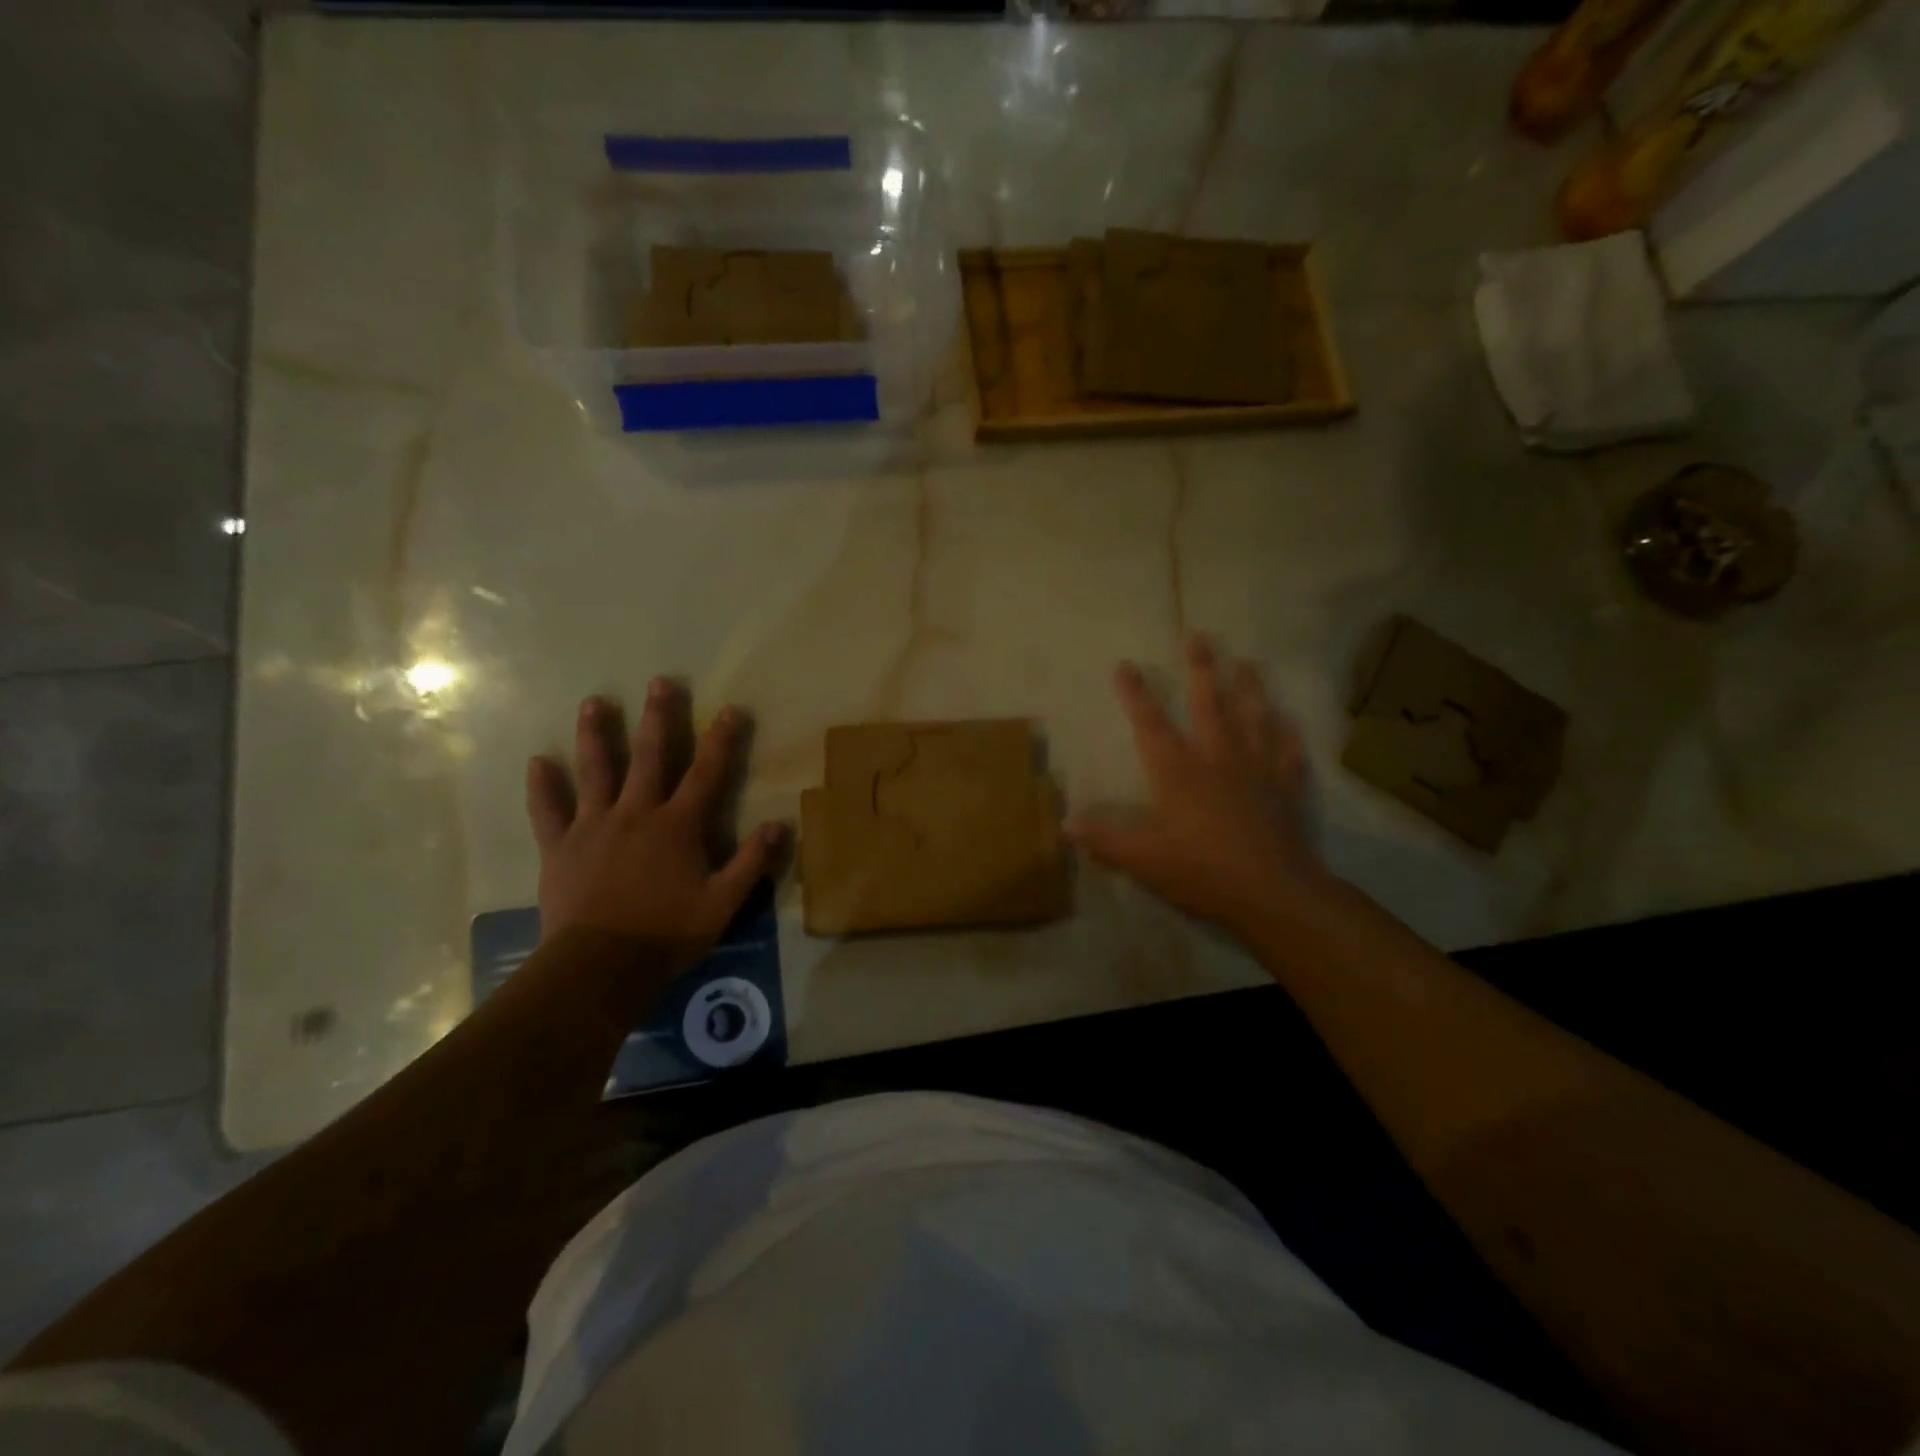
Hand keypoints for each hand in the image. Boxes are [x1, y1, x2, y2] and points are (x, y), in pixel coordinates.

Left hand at [525, 680, 781, 971]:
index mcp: (677, 826)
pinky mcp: (560, 847)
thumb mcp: (723, 903)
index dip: (721, 740)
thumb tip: (779, 825)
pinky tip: (537, 762)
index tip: (730, 709)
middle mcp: (636, 814)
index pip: (706, 773)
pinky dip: (542, 786)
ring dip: (597, 735)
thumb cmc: (666, 933)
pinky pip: (548, 810)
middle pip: (649, 757)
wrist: (599, 966)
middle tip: (659, 682)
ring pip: (595, 771)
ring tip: (595, 702)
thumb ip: (751, 862)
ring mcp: (594, 827)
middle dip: (658, 718)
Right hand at [1070, 636, 1324, 935]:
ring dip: (1250, 688)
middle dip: (1202, 669)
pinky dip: (1287, 734)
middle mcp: (1218, 760)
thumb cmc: (1203, 872)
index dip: (1136, 694)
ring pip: (1253, 718)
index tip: (1125, 664)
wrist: (1273, 894)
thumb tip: (1066, 822)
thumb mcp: (1143, 861)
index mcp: (1178, 773)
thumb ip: (1105, 839)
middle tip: (1200, 636)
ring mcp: (1256, 771)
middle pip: (1209, 705)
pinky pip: (1287, 752)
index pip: (1151, 725)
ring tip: (1248, 661)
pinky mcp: (1285, 789)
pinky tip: (1288, 719)